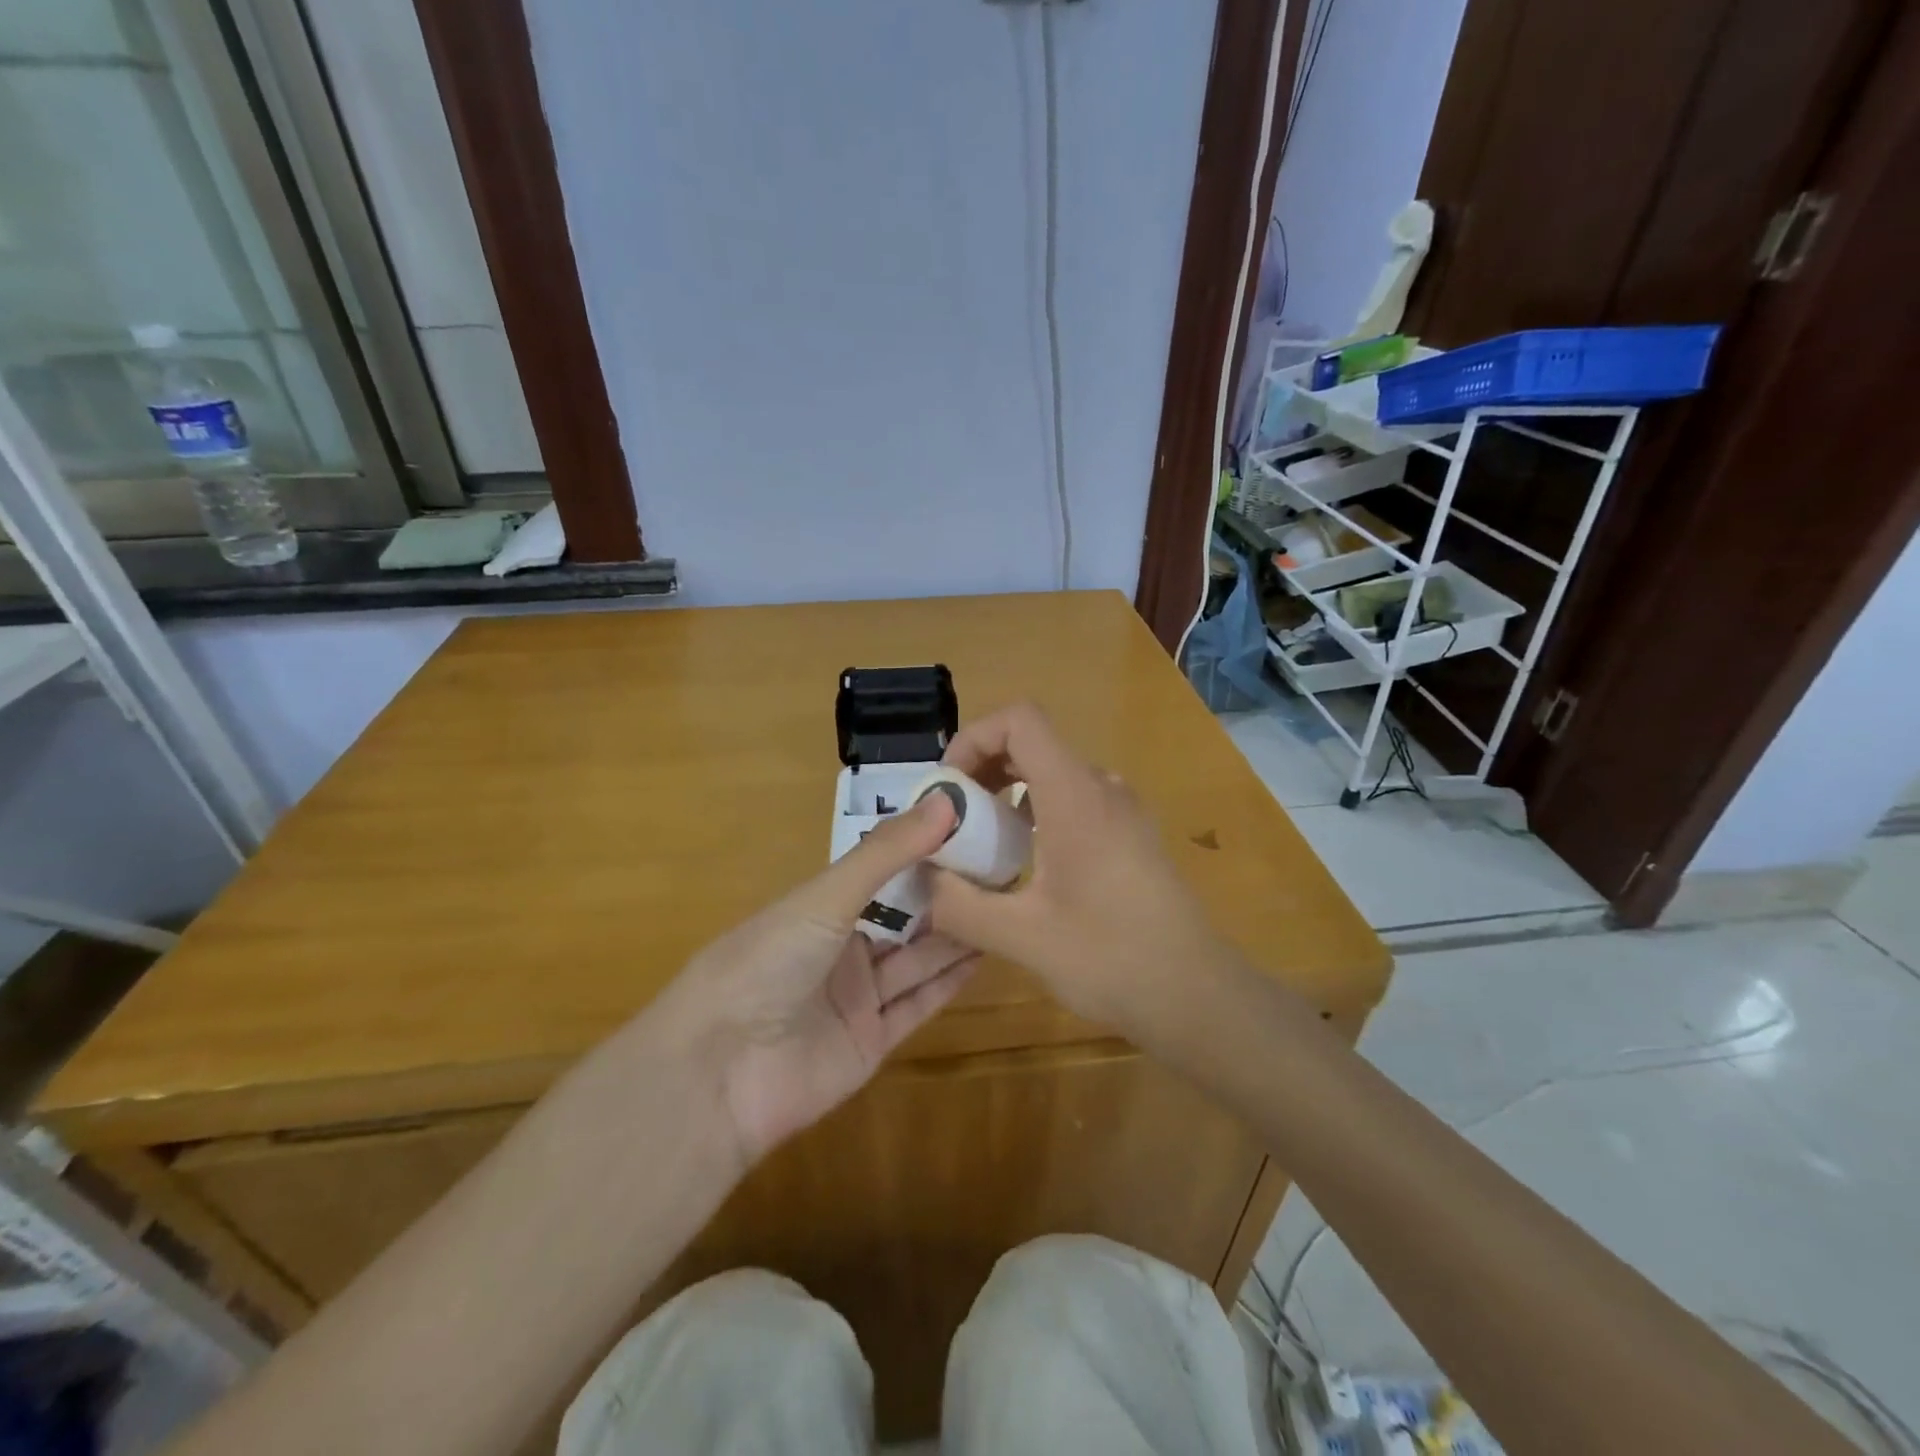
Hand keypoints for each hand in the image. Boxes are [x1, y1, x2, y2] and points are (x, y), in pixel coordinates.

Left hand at [655, 792, 976, 1165]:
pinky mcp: (872, 1042)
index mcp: (820, 908)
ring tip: (1004, 906)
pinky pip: (917, 1005)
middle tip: (1003, 869)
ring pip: (916, 960)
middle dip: (947, 895)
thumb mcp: (826, 897)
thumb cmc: (767, 962)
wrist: (721, 1072)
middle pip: (904, 918)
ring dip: (956, 936)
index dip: (924, 853)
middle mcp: (840, 949)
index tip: (974, 829)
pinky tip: (984, 955)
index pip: (882, 873)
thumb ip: (887, 853)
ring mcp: (856, 998)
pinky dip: (949, 983)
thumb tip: (947, 801)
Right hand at [926, 704, 1232, 1030]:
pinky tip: (1026, 867)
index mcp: (1075, 795)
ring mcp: (1123, 809)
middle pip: (1032, 744)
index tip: (949, 788)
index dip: (974, 737)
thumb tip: (921, 880)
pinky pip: (1074, 800)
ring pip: (1052, 774)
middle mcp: (1102, 787)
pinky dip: (1037, 814)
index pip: (1020, 720)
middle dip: (982, 771)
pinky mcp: (1132, 834)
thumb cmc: (1111, 958)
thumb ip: (960, 904)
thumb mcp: (1022, 937)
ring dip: (1008, 796)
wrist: (1197, 995)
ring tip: (983, 848)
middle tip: (954, 822)